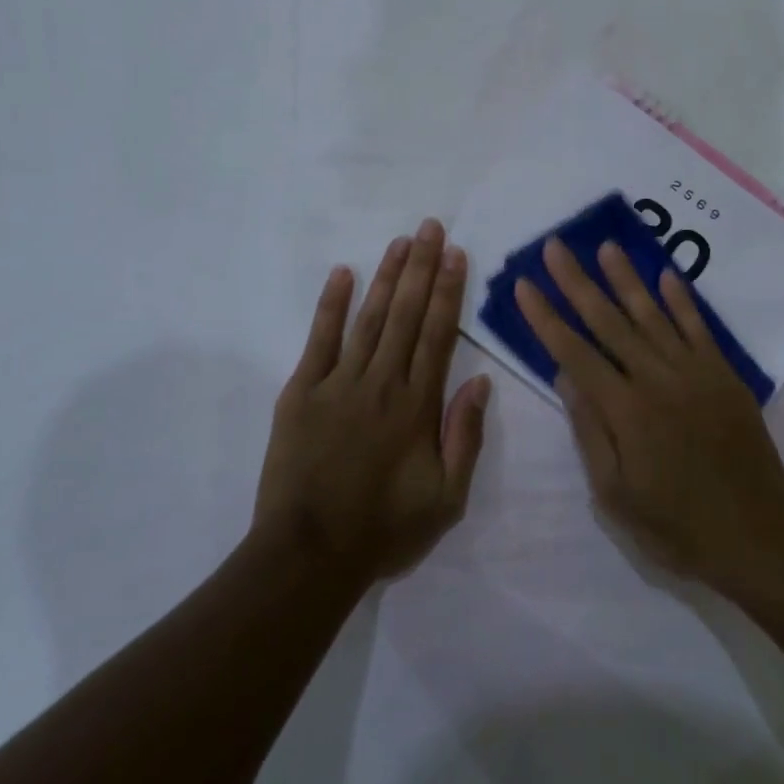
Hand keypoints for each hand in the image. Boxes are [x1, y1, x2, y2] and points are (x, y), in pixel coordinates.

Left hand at [255, 219, 491, 584]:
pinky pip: (319, 340)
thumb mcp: (447, 499)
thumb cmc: (384, 529)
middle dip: (421, 267)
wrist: (309, 555)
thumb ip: (465, 437)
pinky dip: (331, 305)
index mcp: (418, 405)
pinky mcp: (301, 393)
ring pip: (369, 318)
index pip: (438, 334)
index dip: (449, 291)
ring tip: (401, 242)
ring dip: (387, 277)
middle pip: (406, 314)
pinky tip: (342, 274)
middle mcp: (381, 382)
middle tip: (431, 227)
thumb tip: (481, 383)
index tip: (456, 255)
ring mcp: (338, 383)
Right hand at [513, 238, 783, 600]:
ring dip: (626, 278)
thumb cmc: (677, 527)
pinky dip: (681, 300)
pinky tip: (666, 275)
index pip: (574, 352)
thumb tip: (564, 374)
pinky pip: (698, 328)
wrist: (759, 536)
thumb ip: (590, 431)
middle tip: (555, 247)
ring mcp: (695, 372)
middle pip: (609, 321)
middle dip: (577, 282)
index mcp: (625, 411)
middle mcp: (657, 379)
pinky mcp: (724, 375)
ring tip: (605, 246)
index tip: (524, 284)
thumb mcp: (616, 495)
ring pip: (652, 314)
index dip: (546, 317)